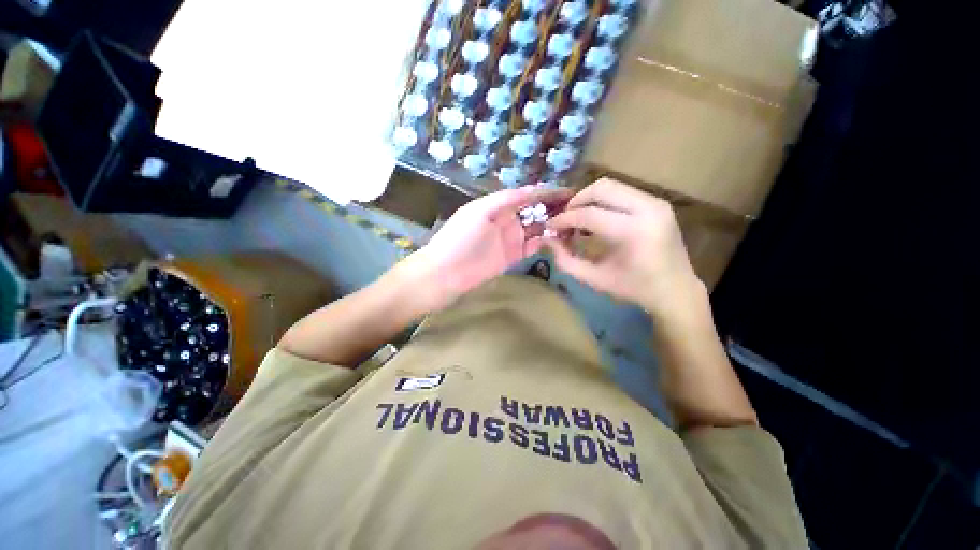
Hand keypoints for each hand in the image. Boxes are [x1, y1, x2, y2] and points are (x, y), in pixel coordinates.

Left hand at [395, 185, 570, 312]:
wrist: (446, 273)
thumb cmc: (460, 238)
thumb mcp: (479, 212)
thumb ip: (505, 200)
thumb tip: (532, 188)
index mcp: (497, 206)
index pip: (526, 196)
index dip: (545, 193)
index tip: (568, 191)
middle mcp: (506, 220)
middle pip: (533, 211)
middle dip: (553, 207)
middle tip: (577, 207)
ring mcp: (510, 239)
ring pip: (536, 228)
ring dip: (552, 224)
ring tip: (573, 221)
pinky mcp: (512, 257)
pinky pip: (532, 246)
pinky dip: (545, 241)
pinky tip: (559, 237)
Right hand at [545, 178, 702, 316]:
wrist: (675, 290)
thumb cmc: (632, 288)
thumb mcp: (593, 278)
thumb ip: (565, 260)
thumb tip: (547, 239)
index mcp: (633, 232)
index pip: (589, 214)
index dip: (564, 219)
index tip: (550, 227)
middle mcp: (648, 209)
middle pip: (601, 188)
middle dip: (576, 201)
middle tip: (565, 219)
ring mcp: (656, 202)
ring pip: (611, 186)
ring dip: (589, 199)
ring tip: (579, 219)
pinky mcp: (658, 203)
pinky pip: (622, 192)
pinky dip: (604, 202)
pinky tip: (597, 219)